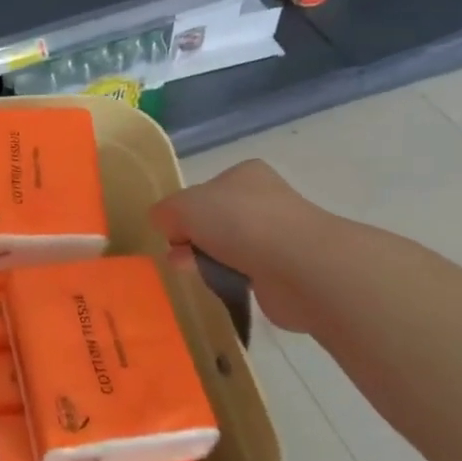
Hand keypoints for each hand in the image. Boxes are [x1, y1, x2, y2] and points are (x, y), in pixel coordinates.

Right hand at [150, 160, 322, 333]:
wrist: (298, 266)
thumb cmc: (239, 223)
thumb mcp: (183, 206)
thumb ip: (165, 211)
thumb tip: (163, 223)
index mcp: (245, 175)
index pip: (205, 190)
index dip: (184, 210)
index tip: (172, 230)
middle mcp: (265, 200)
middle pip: (215, 220)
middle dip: (192, 237)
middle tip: (177, 254)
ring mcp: (278, 237)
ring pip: (228, 248)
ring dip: (207, 260)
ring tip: (191, 272)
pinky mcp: (284, 272)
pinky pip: (244, 274)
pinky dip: (229, 280)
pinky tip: (218, 285)